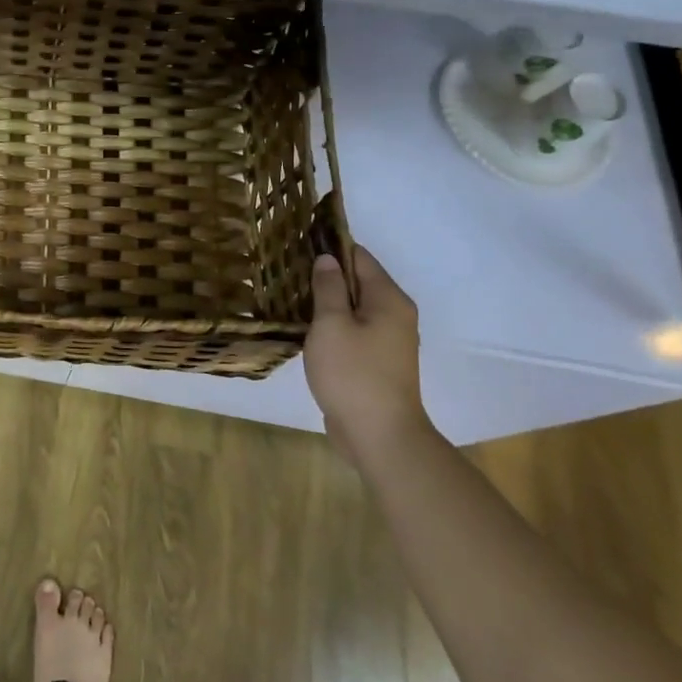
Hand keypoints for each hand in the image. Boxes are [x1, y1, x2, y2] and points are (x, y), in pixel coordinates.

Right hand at [304, 245, 430, 461]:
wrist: (379, 436)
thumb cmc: (353, 373)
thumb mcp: (331, 324)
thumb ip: (328, 288)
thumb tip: (327, 259)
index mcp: (389, 300)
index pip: (359, 257)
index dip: (330, 248)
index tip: (298, 245)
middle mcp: (395, 315)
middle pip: (358, 282)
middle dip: (325, 276)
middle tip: (286, 271)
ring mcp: (388, 342)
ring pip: (353, 309)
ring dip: (326, 303)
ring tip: (289, 296)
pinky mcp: (377, 363)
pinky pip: (353, 332)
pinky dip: (332, 326)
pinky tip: (305, 329)